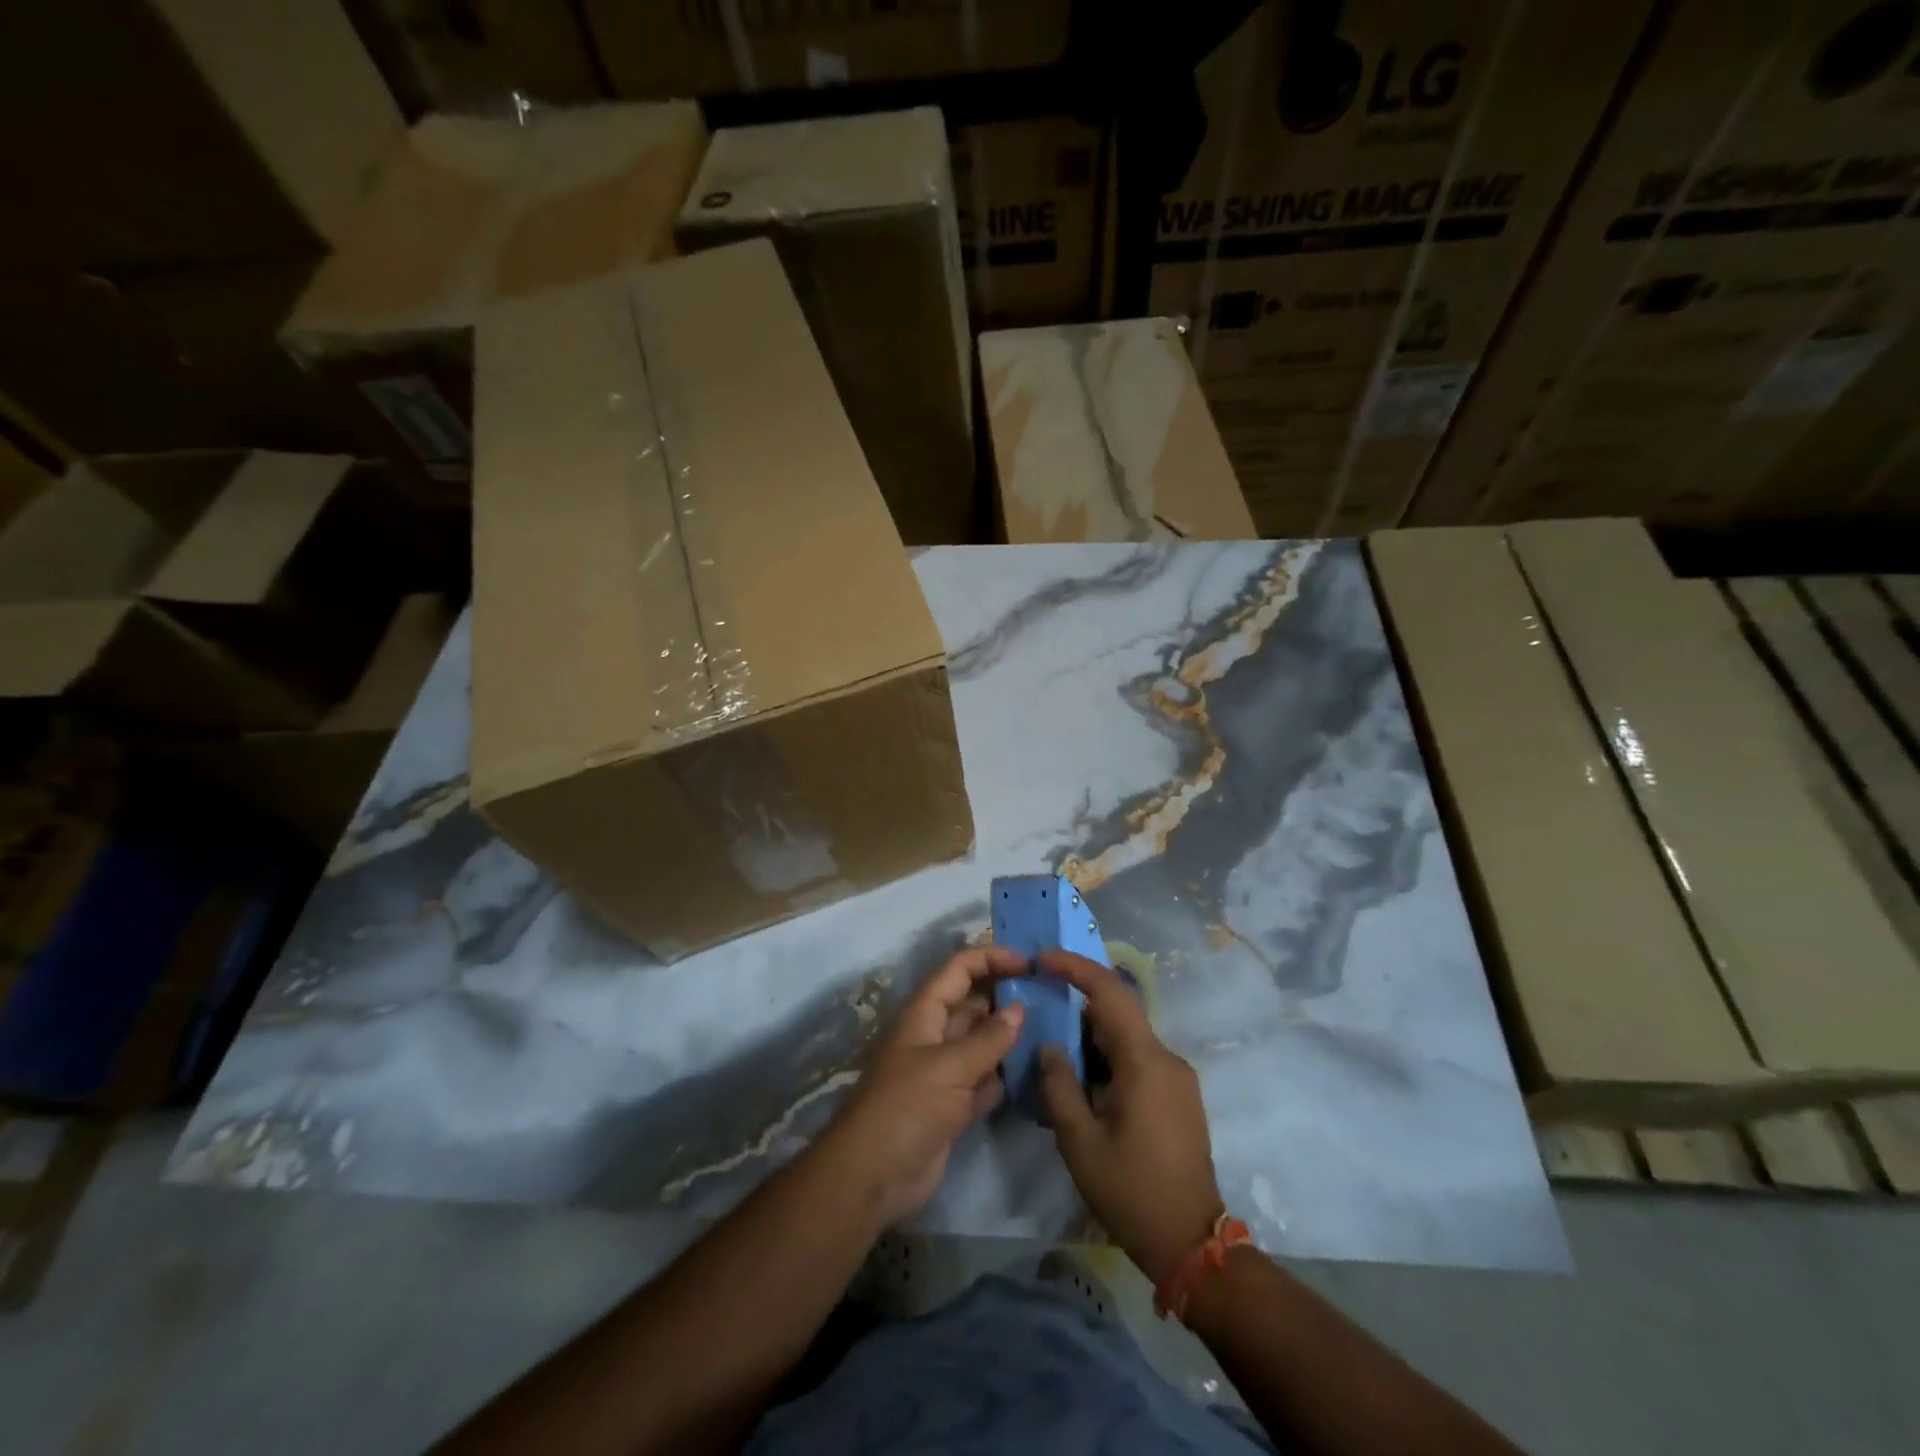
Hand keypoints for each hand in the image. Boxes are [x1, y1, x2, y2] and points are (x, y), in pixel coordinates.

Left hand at [820, 946, 1026, 1227]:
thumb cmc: (906, 1107)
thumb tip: (1019, 1009)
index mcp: (924, 1013)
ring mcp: (942, 1071)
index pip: (960, 969)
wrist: (872, 1177)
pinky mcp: (951, 1105)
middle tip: (1050, 997)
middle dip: (1006, 997)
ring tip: (1051, 1030)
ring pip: (981, 1042)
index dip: (992, 958)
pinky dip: (1003, 1075)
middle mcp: (934, 1035)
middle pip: (973, 1003)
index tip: (1029, 964)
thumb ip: (988, 1039)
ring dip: (1009, 1037)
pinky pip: (983, 1079)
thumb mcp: (949, 1067)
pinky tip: (1032, 1072)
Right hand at [1038, 950, 1225, 1283]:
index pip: (1110, 993)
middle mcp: (1167, 1059)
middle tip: (1039, 1012)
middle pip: (1118, 1014)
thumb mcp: (1079, 1140)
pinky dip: (1108, 1059)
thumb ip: (1059, 1085)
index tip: (1044, 959)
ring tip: (1053, 1053)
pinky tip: (1083, 1082)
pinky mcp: (1178, 1097)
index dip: (1076, 967)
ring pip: (1127, 1039)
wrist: (1191, 1244)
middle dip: (1077, 1008)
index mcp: (1145, 1061)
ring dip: (1091, 1038)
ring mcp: (1177, 1078)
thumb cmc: (1131, 1190)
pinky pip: (1138, 1060)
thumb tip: (1050, 1047)